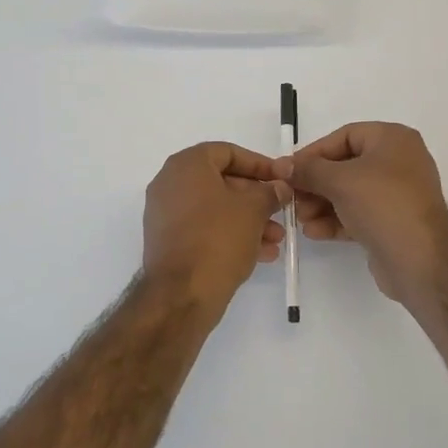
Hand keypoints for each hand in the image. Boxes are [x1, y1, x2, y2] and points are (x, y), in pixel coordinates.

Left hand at [141, 143, 285, 312]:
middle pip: (222, 181)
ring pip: (216, 209)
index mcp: (186, 165)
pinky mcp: (168, 241)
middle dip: (256, 198)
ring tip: (276, 239)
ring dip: (248, 220)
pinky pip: (204, 229)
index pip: (227, 152)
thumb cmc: (218, 238)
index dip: (259, 164)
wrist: (182, 294)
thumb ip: (269, 192)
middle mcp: (170, 184)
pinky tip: (260, 254)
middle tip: (281, 211)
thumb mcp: (253, 209)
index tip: (281, 179)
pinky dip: (230, 235)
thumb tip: (279, 187)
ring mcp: (166, 214)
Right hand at [276, 122, 447, 304]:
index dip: (314, 153)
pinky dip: (336, 220)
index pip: (344, 136)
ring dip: (321, 204)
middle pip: (345, 166)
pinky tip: (315, 232)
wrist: (421, 260)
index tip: (289, 170)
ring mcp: (397, 194)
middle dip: (315, 183)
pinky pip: (358, 214)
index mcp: (392, 140)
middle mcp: (398, 162)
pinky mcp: (393, 223)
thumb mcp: (340, 180)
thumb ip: (308, 170)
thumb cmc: (383, 204)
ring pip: (350, 193)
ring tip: (301, 219)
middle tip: (292, 198)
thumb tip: (283, 165)